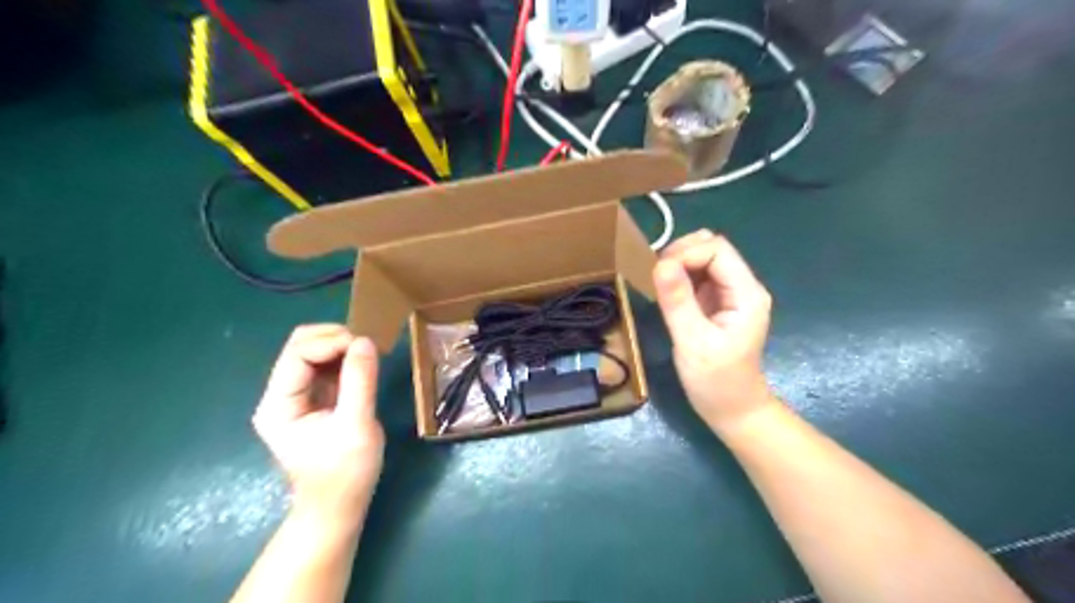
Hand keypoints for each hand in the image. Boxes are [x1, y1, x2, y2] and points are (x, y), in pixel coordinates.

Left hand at [253, 325, 384, 523]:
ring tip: (370, 355)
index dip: (331, 342)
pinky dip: (346, 359)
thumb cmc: (344, 473)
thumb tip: (365, 341)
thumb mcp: (357, 426)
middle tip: (367, 347)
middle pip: (300, 347)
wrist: (338, 507)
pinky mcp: (315, 400)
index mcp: (279, 405)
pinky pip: (326, 367)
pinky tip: (364, 365)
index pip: (298, 354)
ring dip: (342, 347)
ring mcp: (297, 397)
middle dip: (334, 339)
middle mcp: (281, 395)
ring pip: (314, 353)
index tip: (365, 346)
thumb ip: (359, 381)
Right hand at [651, 228, 778, 430]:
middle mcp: (742, 286)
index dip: (686, 253)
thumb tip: (660, 263)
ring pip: (703, 259)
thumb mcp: (693, 343)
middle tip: (656, 278)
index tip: (659, 274)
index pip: (717, 250)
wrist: (732, 409)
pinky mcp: (716, 302)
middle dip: (681, 255)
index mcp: (746, 293)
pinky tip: (667, 293)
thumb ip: (678, 301)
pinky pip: (697, 276)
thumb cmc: (716, 382)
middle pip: (711, 248)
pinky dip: (678, 277)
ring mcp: (729, 294)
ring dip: (678, 265)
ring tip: (659, 285)